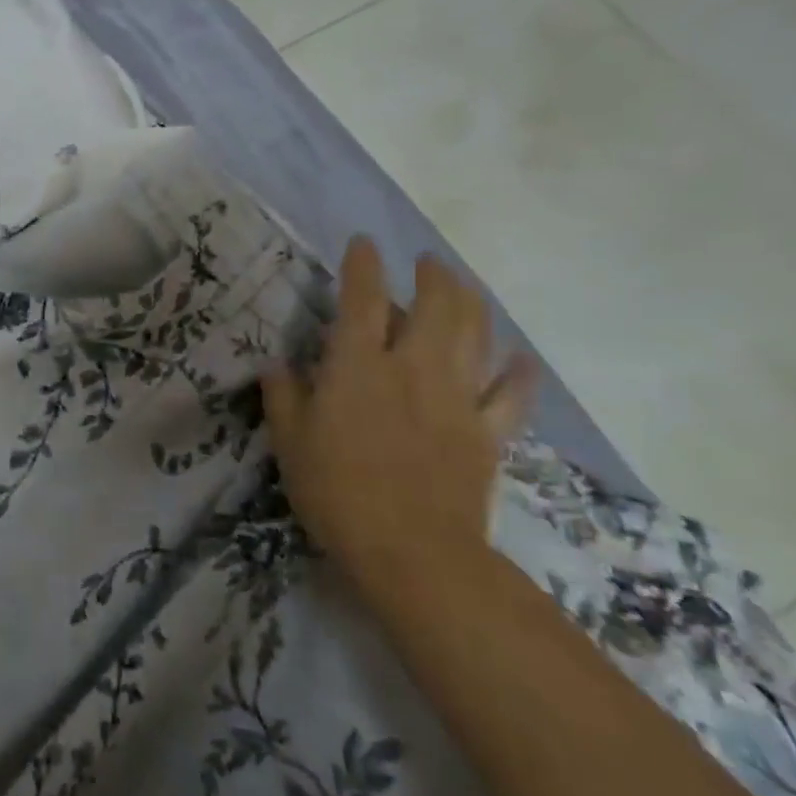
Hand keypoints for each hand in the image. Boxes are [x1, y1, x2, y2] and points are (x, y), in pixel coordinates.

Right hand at [262, 238, 537, 594]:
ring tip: (464, 288)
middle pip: (435, 305)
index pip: (362, 299)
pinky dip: (517, 372)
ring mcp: (457, 398)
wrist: (412, 551)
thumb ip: (283, 397)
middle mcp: (411, 368)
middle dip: (433, 275)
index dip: (363, 265)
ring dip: (472, 303)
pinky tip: (519, 358)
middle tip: (426, 263)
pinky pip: (511, 393)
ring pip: (476, 335)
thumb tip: (276, 364)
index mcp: (357, 366)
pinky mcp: (487, 432)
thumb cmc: (336, 491)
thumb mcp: (289, 442)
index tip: (364, 243)